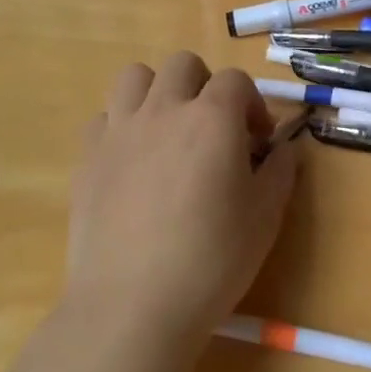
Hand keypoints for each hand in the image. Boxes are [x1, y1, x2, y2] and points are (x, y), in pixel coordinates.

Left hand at [67, 53, 301, 358]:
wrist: (132, 306)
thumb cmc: (212, 260)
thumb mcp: (266, 216)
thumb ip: (279, 170)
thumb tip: (283, 148)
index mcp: (213, 118)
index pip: (235, 80)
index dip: (252, 105)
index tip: (258, 142)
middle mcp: (164, 110)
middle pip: (183, 65)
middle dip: (205, 86)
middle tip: (214, 129)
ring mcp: (120, 130)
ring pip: (135, 77)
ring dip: (157, 92)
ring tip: (168, 130)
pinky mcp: (87, 157)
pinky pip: (104, 117)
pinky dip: (122, 126)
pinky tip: (133, 161)